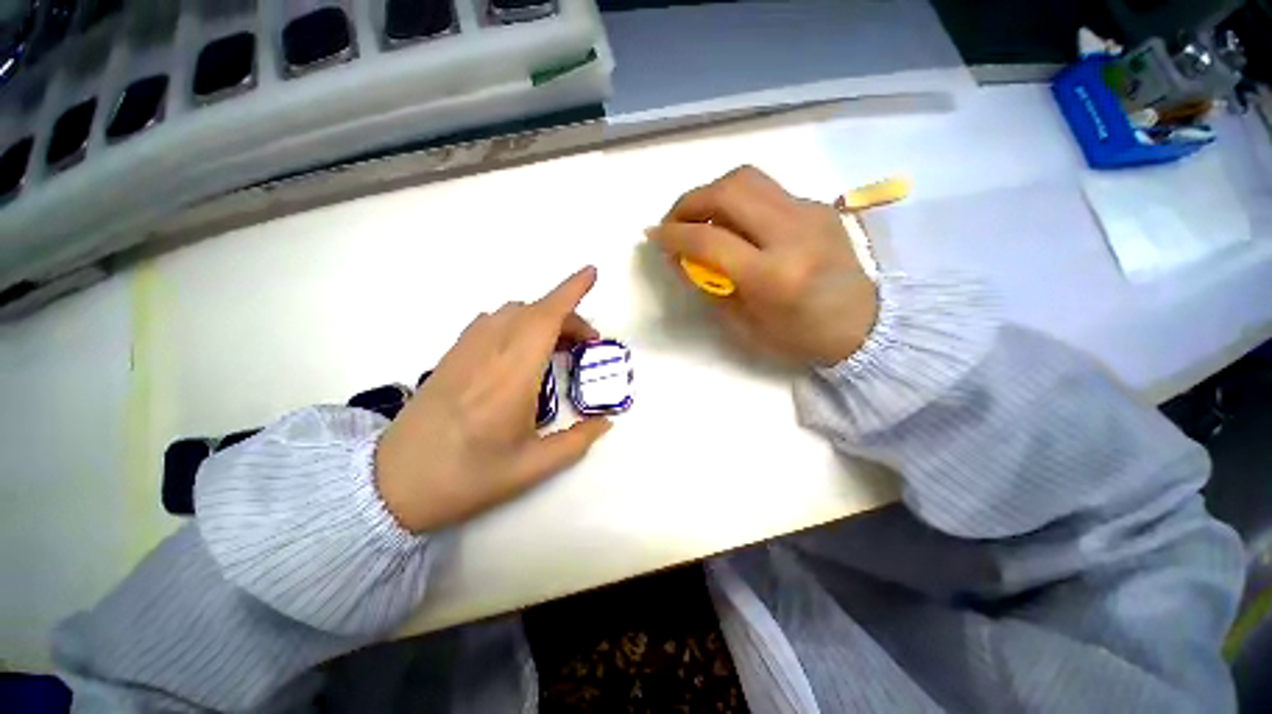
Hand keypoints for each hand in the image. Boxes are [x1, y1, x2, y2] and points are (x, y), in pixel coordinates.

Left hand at [374, 266, 611, 532]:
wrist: (392, 483)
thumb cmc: (467, 477)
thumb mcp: (532, 468)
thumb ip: (576, 441)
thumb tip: (606, 421)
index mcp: (512, 377)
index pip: (545, 318)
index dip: (571, 291)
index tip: (591, 273)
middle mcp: (489, 352)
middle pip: (534, 312)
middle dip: (568, 317)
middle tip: (587, 344)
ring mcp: (466, 350)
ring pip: (512, 312)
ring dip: (543, 318)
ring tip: (558, 346)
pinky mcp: (451, 355)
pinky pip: (492, 321)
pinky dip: (518, 322)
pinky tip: (522, 349)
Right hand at [647, 166, 877, 366]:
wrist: (863, 325)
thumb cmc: (799, 337)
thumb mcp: (744, 324)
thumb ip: (708, 286)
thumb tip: (677, 256)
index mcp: (772, 275)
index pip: (710, 239)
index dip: (673, 234)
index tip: (653, 236)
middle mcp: (792, 233)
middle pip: (729, 191)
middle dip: (689, 201)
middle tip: (673, 221)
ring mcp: (810, 213)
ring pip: (748, 178)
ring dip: (712, 192)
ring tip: (698, 217)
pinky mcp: (818, 206)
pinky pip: (767, 190)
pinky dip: (739, 201)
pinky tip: (734, 224)